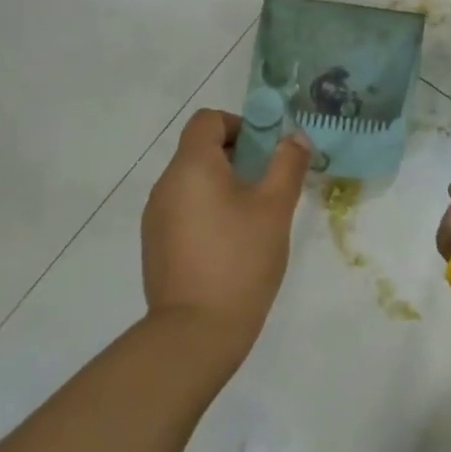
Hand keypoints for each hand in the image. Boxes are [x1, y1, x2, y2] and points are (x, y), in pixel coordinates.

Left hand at [141, 109, 310, 363]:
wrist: (196, 331)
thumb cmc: (240, 258)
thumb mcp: (275, 207)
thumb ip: (287, 164)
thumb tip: (294, 136)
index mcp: (191, 167)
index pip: (207, 120)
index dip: (240, 124)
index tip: (267, 151)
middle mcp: (166, 185)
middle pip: (200, 150)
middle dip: (238, 156)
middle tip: (270, 184)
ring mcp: (156, 217)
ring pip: (193, 181)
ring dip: (225, 185)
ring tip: (256, 217)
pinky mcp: (156, 245)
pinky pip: (185, 209)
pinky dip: (209, 210)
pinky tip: (233, 243)